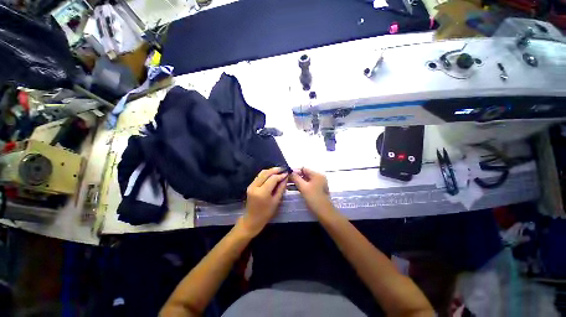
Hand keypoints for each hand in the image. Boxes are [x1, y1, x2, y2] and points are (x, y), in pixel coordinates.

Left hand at [240, 167, 287, 236]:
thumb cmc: (266, 213)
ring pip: (262, 173)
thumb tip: (286, 177)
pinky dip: (266, 174)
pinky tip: (272, 175)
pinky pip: (259, 176)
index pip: (272, 179)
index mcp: (262, 192)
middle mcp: (255, 186)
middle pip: (266, 173)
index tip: (287, 173)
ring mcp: (251, 185)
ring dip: (270, 171)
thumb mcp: (276, 201)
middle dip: (275, 170)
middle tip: (283, 169)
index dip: (280, 175)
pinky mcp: (250, 186)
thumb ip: (281, 188)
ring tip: (279, 171)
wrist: (252, 220)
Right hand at [290, 167, 332, 216]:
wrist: (324, 212)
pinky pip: (307, 185)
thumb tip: (290, 172)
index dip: (295, 171)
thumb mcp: (303, 187)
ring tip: (287, 184)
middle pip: (304, 174)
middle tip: (286, 180)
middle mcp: (318, 177)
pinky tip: (292, 188)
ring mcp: (318, 183)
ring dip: (296, 181)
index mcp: (317, 175)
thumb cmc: (314, 198)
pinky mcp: (316, 189)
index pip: (304, 169)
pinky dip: (300, 186)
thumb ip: (296, 178)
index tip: (287, 175)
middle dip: (295, 177)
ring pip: (305, 180)